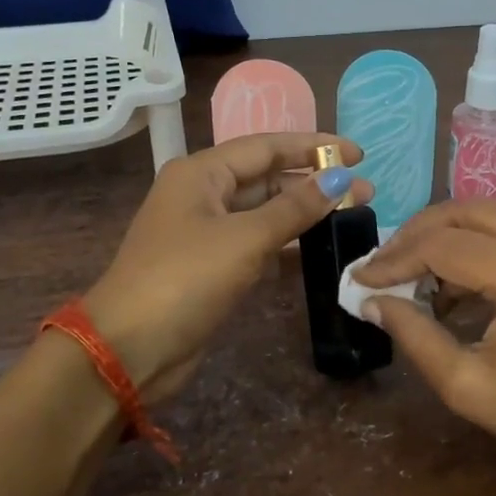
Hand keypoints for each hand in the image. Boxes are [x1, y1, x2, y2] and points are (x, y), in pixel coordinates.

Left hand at [85, 133, 370, 399]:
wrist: (129, 349)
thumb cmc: (185, 279)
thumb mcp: (245, 239)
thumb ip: (294, 208)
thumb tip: (340, 180)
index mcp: (202, 173)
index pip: (267, 146)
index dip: (313, 147)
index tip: (358, 155)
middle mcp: (203, 195)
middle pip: (267, 177)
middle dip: (315, 182)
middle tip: (365, 192)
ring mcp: (206, 232)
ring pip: (264, 211)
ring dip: (304, 212)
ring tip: (352, 216)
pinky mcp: (212, 266)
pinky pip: (257, 242)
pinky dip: (287, 242)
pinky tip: (320, 247)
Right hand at [352, 200, 495, 486]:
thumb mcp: (468, 387)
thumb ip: (414, 335)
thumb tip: (371, 299)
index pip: (444, 246)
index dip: (394, 260)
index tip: (359, 279)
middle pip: (466, 211)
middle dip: (416, 235)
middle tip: (382, 267)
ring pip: (490, 213)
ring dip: (446, 237)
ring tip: (414, 279)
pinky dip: (478, 246)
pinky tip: (456, 284)